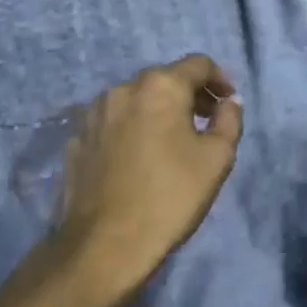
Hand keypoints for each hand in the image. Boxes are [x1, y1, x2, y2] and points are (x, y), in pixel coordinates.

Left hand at [54, 53, 243, 284]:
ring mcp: (94, 112)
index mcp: (160, 87)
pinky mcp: (76, 137)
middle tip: (205, 123)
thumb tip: (227, 103)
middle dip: (188, 95)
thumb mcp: (217, 159)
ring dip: (157, 111)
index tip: (227, 103)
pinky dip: (130, 128)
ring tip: (170, 142)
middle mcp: (123, 88)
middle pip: (164, 79)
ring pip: (135, 99)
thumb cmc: (170, 196)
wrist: (105, 243)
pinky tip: (137, 158)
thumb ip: (229, 120)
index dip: (219, 79)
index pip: (198, 64)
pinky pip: (112, 122)